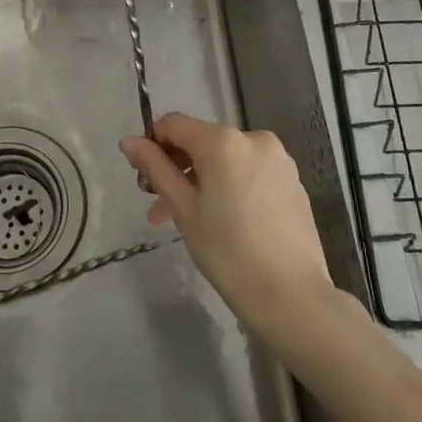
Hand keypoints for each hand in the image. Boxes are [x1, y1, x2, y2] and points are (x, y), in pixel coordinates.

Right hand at [121, 114, 336, 338]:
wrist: (292, 297)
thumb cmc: (229, 252)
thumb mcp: (184, 209)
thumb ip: (156, 168)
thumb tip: (129, 141)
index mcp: (223, 141)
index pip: (174, 124)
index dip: (153, 144)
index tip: (144, 179)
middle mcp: (253, 138)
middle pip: (202, 141)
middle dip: (178, 169)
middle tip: (161, 209)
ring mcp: (278, 158)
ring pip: (226, 158)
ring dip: (203, 180)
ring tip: (190, 220)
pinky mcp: (292, 180)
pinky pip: (250, 171)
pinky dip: (231, 185)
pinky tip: (227, 221)